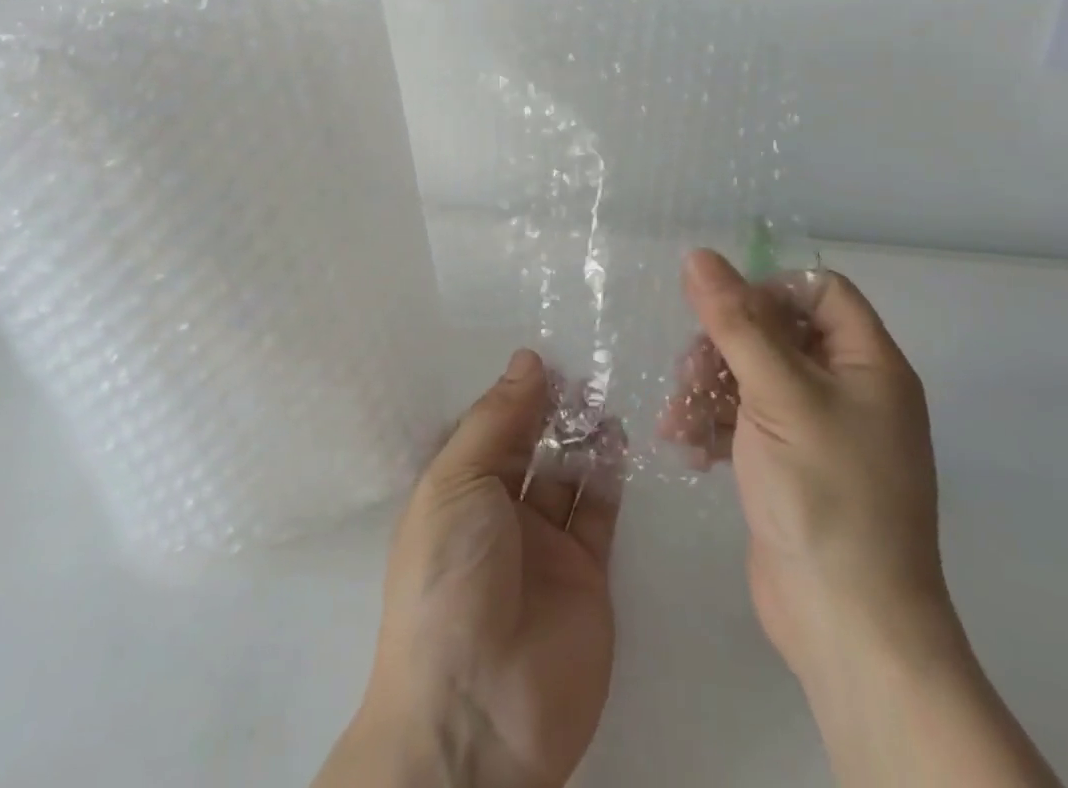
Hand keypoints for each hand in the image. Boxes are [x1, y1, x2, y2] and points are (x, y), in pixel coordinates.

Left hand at [317, 349, 623, 787]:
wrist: (477, 711)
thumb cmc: (449, 578)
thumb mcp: (457, 484)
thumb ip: (496, 420)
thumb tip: (526, 360)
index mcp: (459, 491)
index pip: (491, 430)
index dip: (516, 395)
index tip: (547, 357)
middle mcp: (500, 512)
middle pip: (532, 448)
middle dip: (553, 411)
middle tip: (584, 370)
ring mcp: (545, 544)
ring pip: (568, 473)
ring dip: (584, 436)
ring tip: (604, 395)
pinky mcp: (588, 574)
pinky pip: (599, 511)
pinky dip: (609, 474)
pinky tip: (618, 438)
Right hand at [658, 252, 952, 687]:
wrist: (848, 627)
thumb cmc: (825, 494)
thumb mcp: (777, 394)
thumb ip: (735, 321)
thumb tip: (699, 255)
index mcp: (868, 363)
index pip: (819, 290)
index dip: (769, 289)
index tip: (723, 312)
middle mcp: (849, 389)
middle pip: (777, 330)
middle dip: (725, 345)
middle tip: (690, 372)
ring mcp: (818, 429)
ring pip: (753, 374)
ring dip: (709, 387)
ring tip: (680, 418)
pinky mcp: (791, 464)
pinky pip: (746, 418)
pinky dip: (714, 424)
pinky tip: (687, 446)